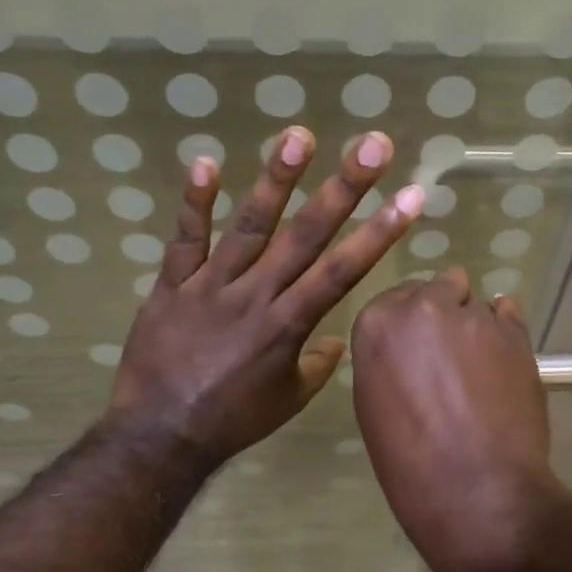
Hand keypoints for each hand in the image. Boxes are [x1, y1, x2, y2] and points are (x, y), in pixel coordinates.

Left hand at [106, 125, 422, 469]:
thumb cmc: (233, 421)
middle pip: (305, 235)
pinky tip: (206, 162)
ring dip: (275, 180)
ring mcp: (210, 286)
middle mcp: (256, 296)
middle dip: (343, 189)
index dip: (379, 232)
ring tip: (299, 136)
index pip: (342, 270)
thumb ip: (317, 365)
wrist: (160, 435)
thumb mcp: (288, 401)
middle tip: (372, 145)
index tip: (411, 196)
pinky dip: (193, 202)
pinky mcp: (171, 286)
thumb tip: (335, 341)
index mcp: (288, 326)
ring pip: (248, 226)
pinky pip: (184, 240)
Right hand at [351, 269, 571, 571]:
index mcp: (376, 325)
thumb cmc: (410, 464)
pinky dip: (504, 330)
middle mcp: (422, 307)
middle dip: (440, 315)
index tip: (416, 350)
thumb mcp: (374, 407)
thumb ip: (388, 362)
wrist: (476, 489)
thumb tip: (410, 351)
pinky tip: (503, 362)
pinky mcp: (516, 332)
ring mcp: (473, 317)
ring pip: (473, 304)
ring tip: (481, 371)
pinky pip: (508, 312)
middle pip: (434, 291)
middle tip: (448, 359)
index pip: (392, 301)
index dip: (407, 325)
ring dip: (473, 327)